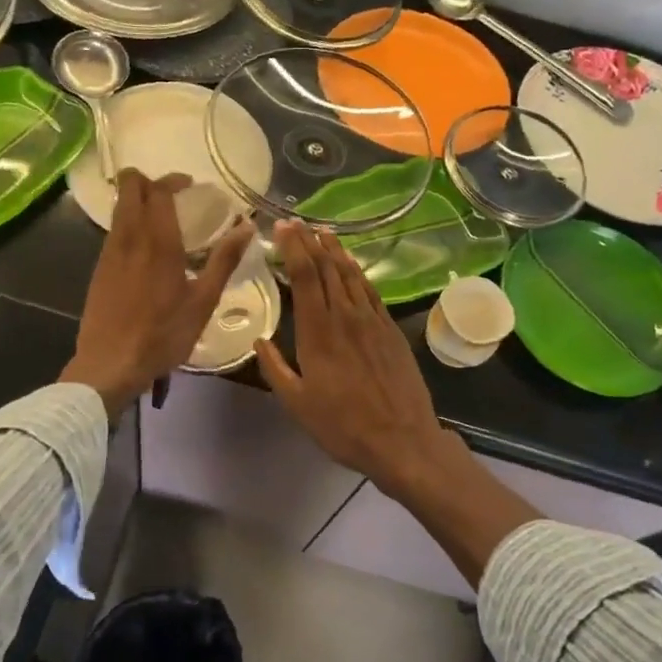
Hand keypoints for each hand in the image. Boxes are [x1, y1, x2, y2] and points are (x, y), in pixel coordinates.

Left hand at [61, 170, 254, 415]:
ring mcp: (109, 252)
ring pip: (119, 208)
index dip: (173, 180)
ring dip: (137, 202)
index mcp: (158, 241)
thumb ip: (224, 260)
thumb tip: (247, 226)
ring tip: (162, 222)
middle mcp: (129, 237)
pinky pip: (114, 231)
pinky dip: (129, 225)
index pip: (158, 190)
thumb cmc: (163, 334)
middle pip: (129, 187)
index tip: (190, 186)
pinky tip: (145, 251)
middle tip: (172, 195)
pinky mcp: (99, 268)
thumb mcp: (203, 301)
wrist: (110, 363)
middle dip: (147, 180)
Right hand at [255, 221, 450, 496]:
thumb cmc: (343, 426)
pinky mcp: (390, 328)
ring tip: (323, 232)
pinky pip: (370, 291)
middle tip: (296, 222)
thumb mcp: (297, 404)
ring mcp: (372, 320)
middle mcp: (345, 316)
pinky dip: (357, 272)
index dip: (293, 248)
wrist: (402, 439)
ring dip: (335, 250)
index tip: (282, 228)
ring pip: (350, 274)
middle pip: (326, 268)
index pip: (304, 276)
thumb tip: (259, 340)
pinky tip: (351, 265)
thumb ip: (275, 369)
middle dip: (310, 241)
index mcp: (318, 332)